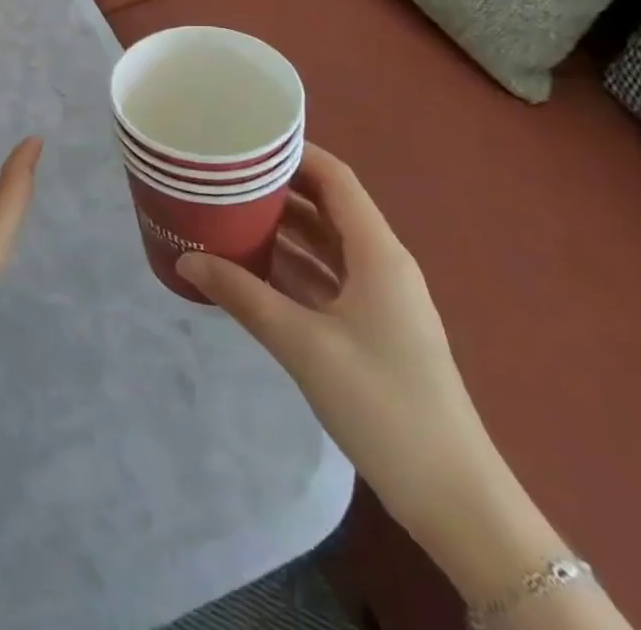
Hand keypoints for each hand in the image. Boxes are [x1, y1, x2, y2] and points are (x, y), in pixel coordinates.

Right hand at [175, 145, 508, 558]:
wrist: (454, 499)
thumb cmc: (383, 404)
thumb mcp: (303, 344)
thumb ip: (242, 296)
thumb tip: (185, 260)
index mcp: (378, 254)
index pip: (336, 179)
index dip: (295, 153)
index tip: (246, 140)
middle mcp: (382, 265)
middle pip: (328, 206)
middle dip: (279, 188)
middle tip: (225, 174)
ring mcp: (380, 299)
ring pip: (326, 243)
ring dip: (283, 227)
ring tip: (228, 210)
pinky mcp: (373, 329)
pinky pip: (326, 278)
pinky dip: (292, 265)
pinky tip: (251, 266)